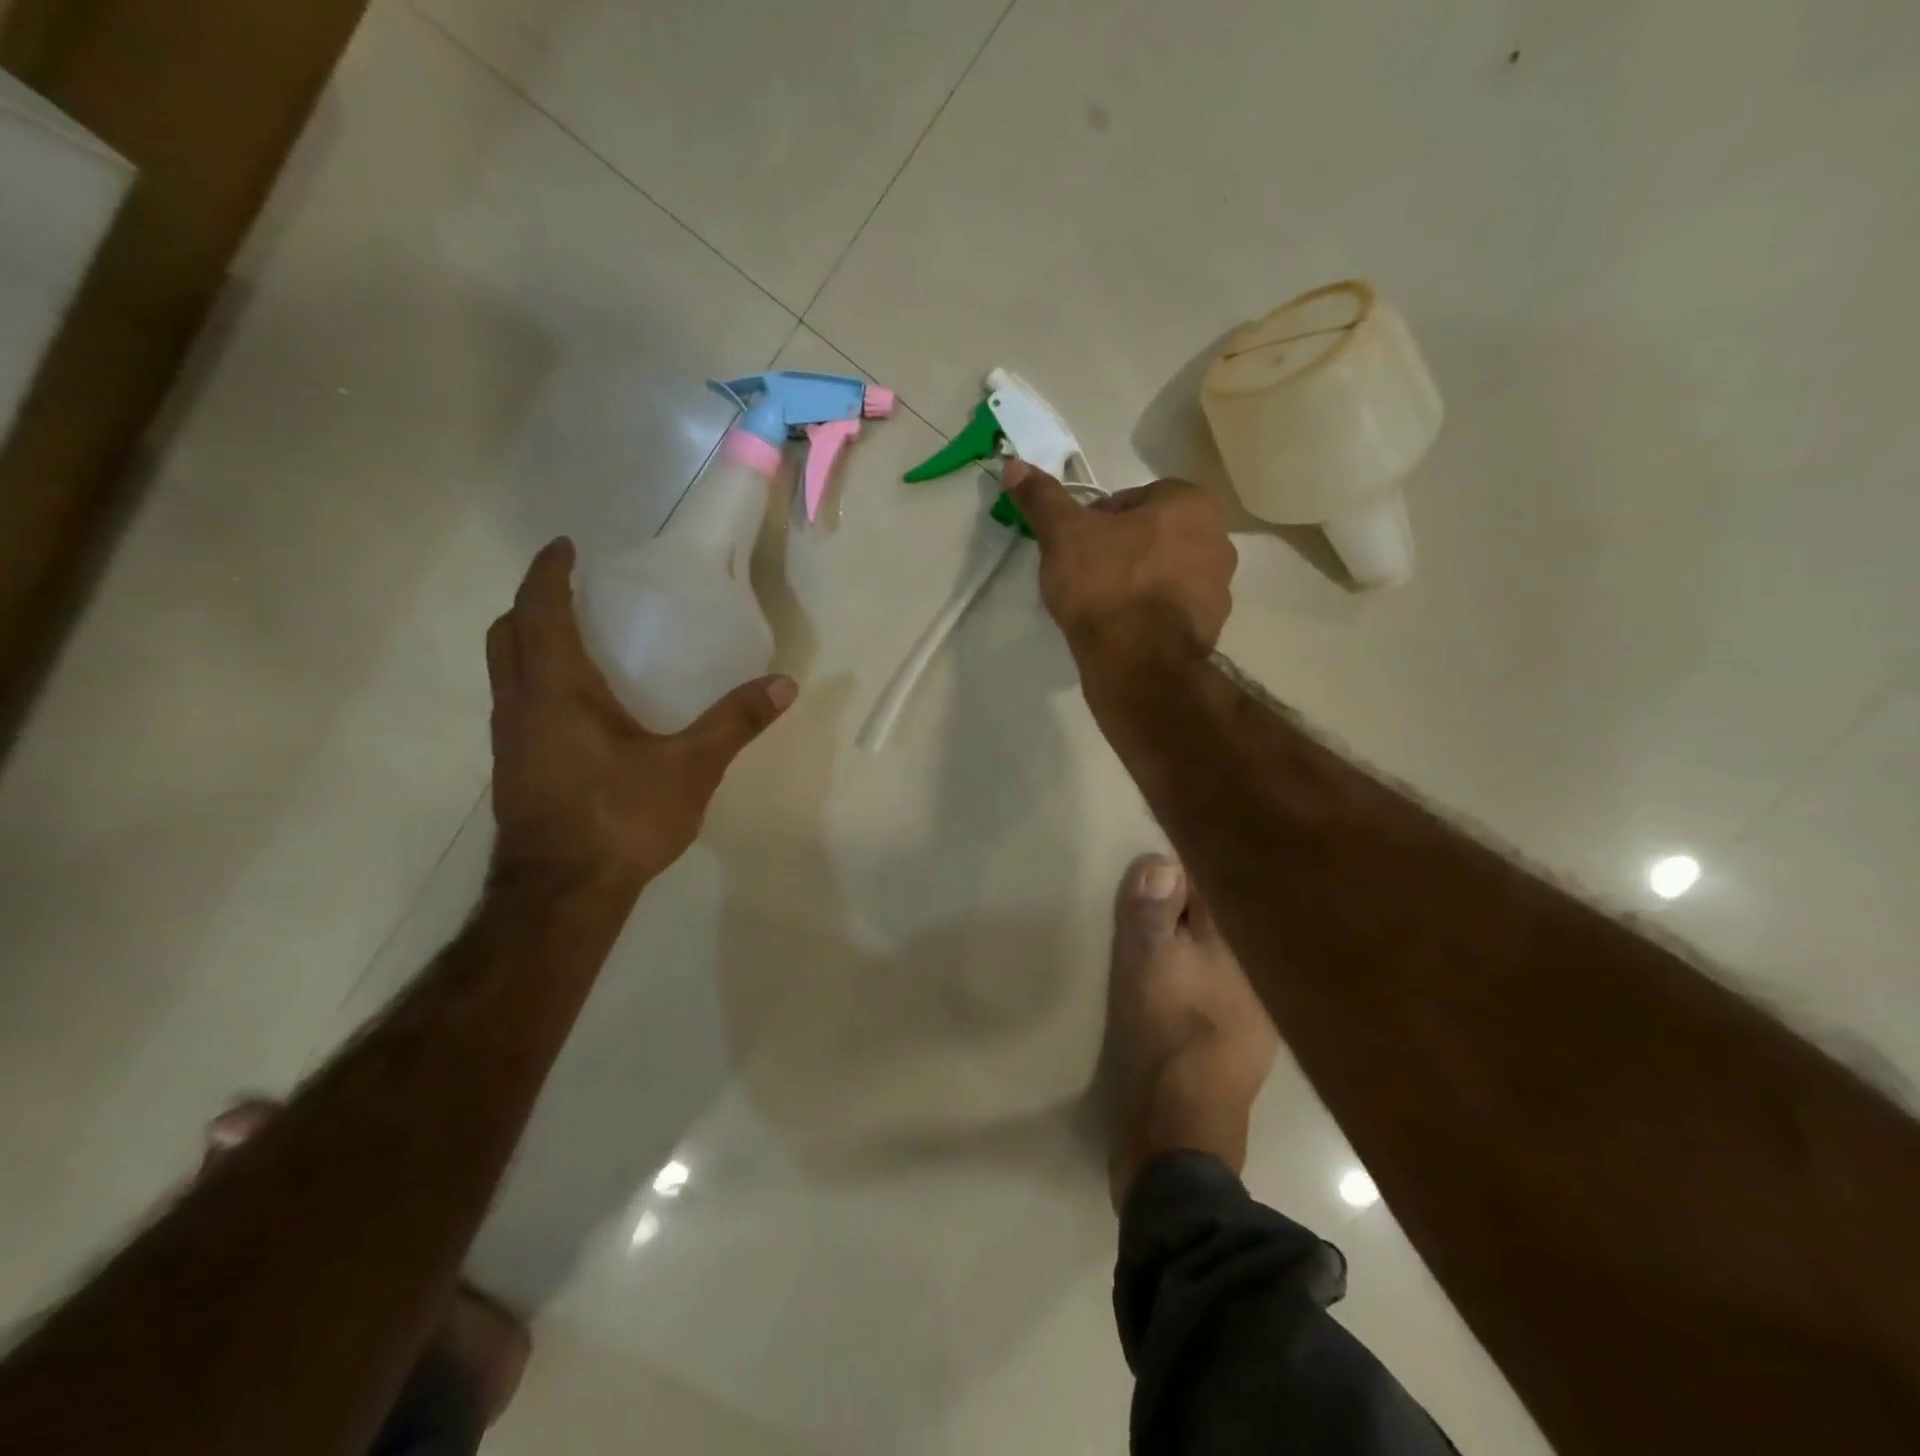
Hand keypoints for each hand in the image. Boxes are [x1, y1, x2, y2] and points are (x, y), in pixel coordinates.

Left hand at [486, 539, 795, 897]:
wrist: (561, 896)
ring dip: (528, 646)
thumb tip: (783, 684)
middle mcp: (520, 707)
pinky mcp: (514, 771)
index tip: (565, 547)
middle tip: (571, 595)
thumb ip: (734, 723)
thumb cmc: (620, 820)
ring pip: (504, 673)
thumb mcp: (689, 768)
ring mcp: (509, 743)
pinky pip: (516, 706)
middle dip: (531, 605)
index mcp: (556, 692)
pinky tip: (578, 712)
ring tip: (576, 645)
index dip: (547, 573)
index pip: (538, 612)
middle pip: (505, 636)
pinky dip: (536, 685)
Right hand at [1004, 460, 1235, 672]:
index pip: (1135, 498)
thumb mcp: (1063, 535)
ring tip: (1103, 605)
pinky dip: (1150, 613)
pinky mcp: (1212, 628)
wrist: (1137, 662)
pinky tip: (1122, 629)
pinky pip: (1173, 609)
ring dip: (1138, 581)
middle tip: (1087, 574)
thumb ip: (1042, 498)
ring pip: (1165, 572)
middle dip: (1122, 549)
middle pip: (1154, 535)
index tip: (1077, 545)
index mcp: (1191, 504)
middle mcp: (1219, 539)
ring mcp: (1220, 588)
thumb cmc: (1106, 585)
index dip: (1099, 520)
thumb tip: (1014, 465)